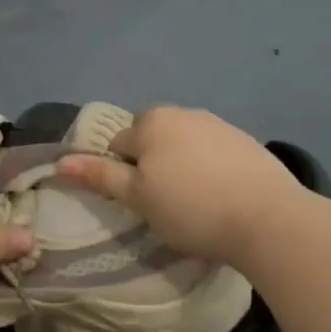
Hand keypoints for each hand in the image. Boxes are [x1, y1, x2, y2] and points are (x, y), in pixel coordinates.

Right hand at [56, 104, 308, 263]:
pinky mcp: (247, 142)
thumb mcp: (138, 198)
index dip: (123, 173)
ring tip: (194, 200)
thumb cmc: (191, 208)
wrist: (269, 219)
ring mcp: (219, 124)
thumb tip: (61, 161)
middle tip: (164, 200)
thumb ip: (100, 175)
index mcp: (151, 121)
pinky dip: (210, 168)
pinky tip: (221, 195)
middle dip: (152, 161)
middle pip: (152, 137)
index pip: (119, 143)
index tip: (140, 201)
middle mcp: (183, 112)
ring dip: (181, 163)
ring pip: (184, 143)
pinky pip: (214, 151)